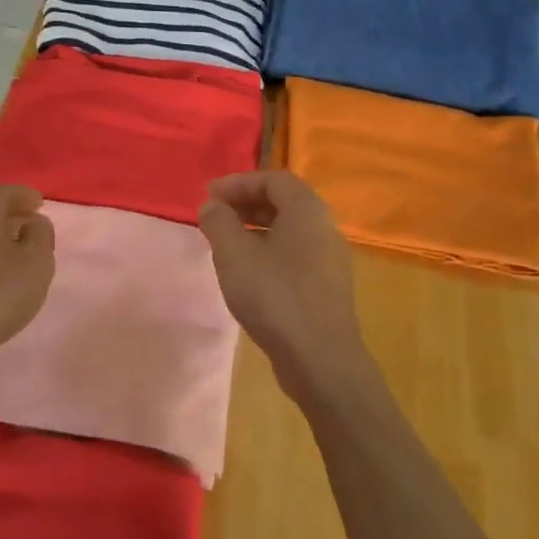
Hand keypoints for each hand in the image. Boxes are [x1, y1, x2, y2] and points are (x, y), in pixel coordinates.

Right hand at [198, 171, 379, 410]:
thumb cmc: (274, 296)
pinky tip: (248, 272)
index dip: (238, 182)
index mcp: (308, 210)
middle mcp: (325, 227)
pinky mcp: (327, 286)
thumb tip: (212, 205)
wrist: (320, 359)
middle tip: (214, 216)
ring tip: (225, 243)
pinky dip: (268, 250)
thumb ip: (219, 222)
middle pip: (284, 202)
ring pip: (289, 230)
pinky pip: (295, 254)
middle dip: (245, 204)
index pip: (273, 179)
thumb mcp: (234, 254)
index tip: (208, 196)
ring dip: (255, 228)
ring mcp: (330, 259)